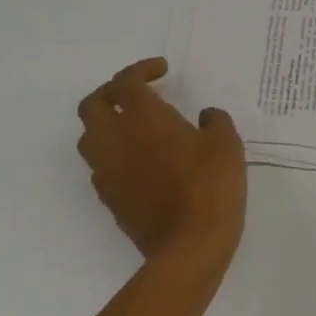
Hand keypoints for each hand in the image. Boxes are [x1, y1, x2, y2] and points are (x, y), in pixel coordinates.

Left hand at [75, 58, 246, 276]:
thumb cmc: (210, 185)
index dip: (141, 70)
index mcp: (143, 118)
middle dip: (111, 93)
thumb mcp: (226, 143)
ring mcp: (108, 172)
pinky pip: (101, 166)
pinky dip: (114, 154)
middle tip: (138, 93)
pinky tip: (141, 160)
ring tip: (136, 127)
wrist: (189, 246)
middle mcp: (116, 140)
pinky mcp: (110, 199)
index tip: (163, 71)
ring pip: (89, 137)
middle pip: (92, 105)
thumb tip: (204, 117)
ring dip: (107, 124)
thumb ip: (214, 121)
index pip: (126, 82)